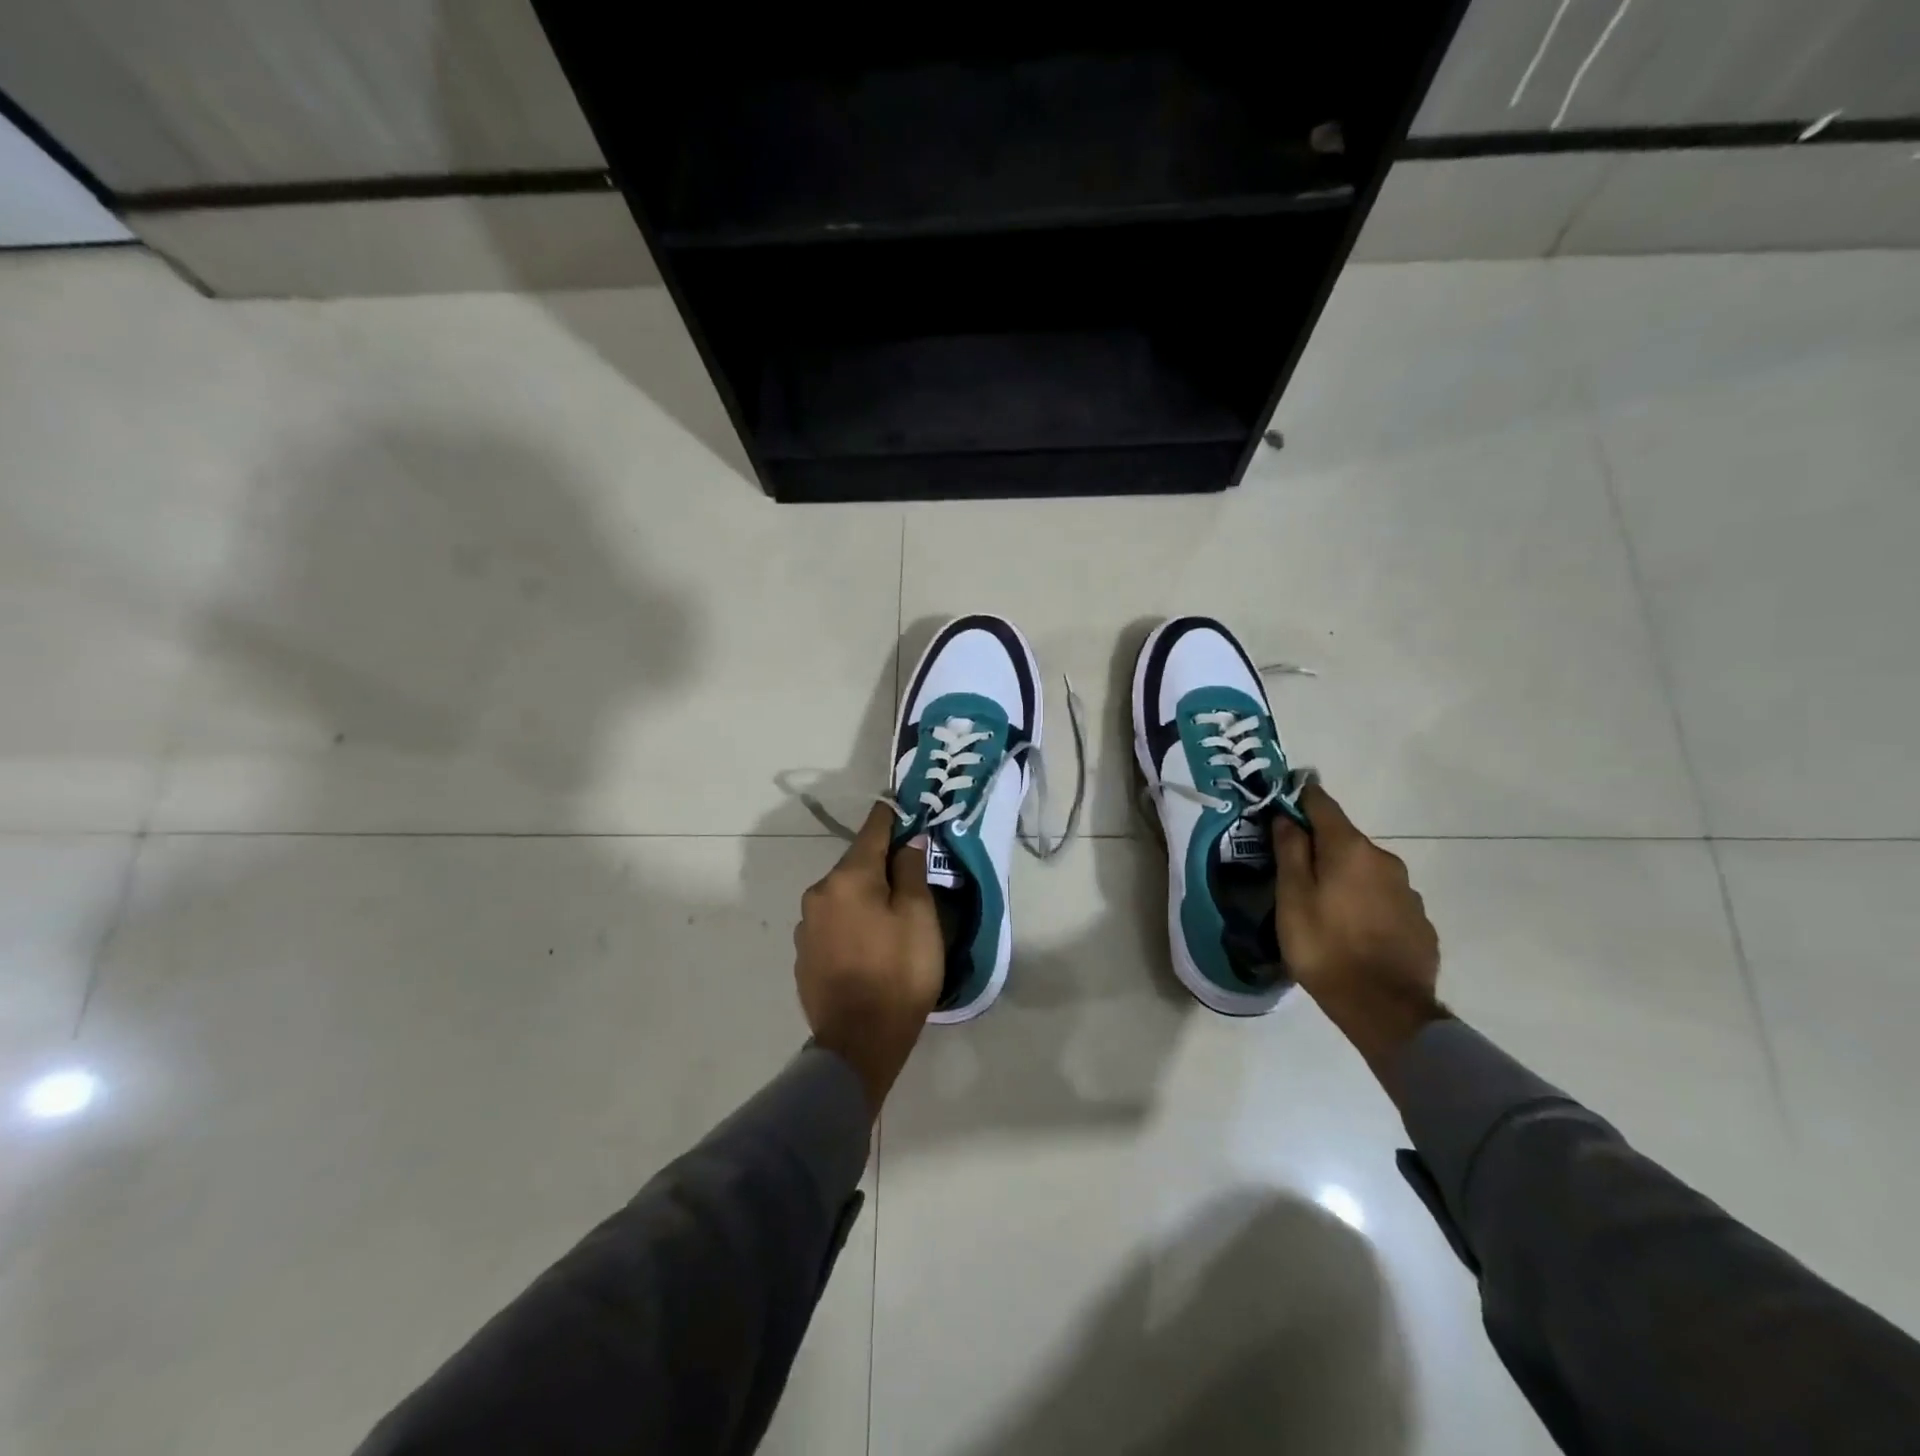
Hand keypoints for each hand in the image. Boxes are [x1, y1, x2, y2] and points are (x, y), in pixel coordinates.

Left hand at [794, 802, 944, 1115]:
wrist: (859, 1043)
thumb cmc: (898, 974)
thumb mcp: (919, 918)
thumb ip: (911, 872)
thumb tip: (909, 841)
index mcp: (848, 878)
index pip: (872, 831)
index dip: (891, 817)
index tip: (902, 805)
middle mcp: (818, 893)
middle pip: (855, 865)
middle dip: (880, 864)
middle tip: (910, 875)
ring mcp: (806, 925)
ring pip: (843, 896)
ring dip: (865, 896)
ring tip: (891, 917)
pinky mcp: (803, 953)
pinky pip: (832, 923)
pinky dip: (851, 922)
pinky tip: (869, 944)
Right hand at [1272, 784, 1445, 1077]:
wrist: (1386, 1009)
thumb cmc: (1325, 947)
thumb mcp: (1292, 897)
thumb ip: (1290, 852)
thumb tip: (1286, 816)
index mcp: (1350, 849)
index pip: (1322, 804)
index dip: (1299, 798)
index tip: (1281, 803)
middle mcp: (1384, 860)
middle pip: (1344, 840)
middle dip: (1320, 848)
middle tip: (1294, 873)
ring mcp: (1407, 891)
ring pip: (1365, 871)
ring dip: (1344, 878)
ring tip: (1323, 908)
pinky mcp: (1420, 922)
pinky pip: (1383, 899)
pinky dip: (1365, 903)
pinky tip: (1352, 930)